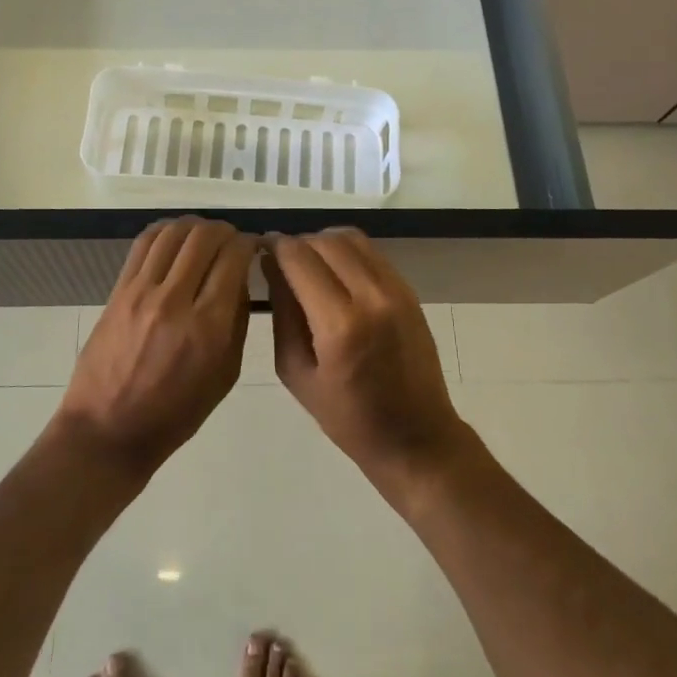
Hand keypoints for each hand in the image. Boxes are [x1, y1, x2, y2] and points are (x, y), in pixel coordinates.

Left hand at [55, 217, 254, 478]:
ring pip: (174, 232)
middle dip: (226, 231)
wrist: (108, 430)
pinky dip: (166, 231)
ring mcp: (142, 292)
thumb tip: (242, 277)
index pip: (234, 257)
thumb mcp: (225, 375)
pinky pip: (145, 243)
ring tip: (205, 238)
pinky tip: (176, 239)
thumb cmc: (176, 413)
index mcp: (208, 326)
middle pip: (204, 236)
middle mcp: (175, 300)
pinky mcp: (119, 290)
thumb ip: (237, 321)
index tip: (255, 248)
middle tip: (232, 242)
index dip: (250, 243)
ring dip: (196, 227)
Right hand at [266, 229, 471, 496]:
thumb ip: (282, 313)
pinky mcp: (408, 290)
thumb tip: (269, 265)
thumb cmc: (348, 417)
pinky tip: (335, 271)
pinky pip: (371, 252)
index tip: (259, 249)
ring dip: (322, 242)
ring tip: (308, 263)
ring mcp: (394, 289)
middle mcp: (370, 297)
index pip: (298, 258)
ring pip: (349, 238)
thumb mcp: (296, 373)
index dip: (274, 246)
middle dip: (296, 244)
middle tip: (280, 261)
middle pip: (323, 241)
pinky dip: (346, 250)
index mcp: (339, 324)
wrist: (416, 437)